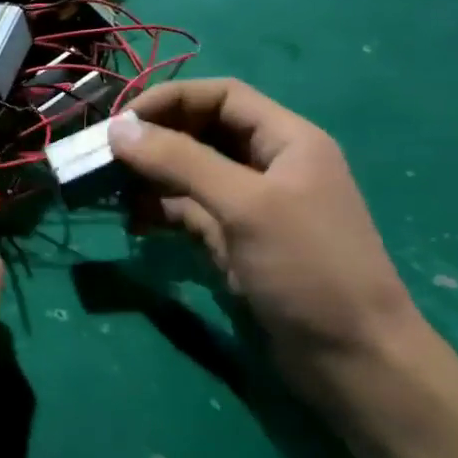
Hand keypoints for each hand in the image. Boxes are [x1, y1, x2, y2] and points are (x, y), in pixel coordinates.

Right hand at [107, 79, 423, 404]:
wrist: (352, 360)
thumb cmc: (308, 268)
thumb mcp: (245, 205)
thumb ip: (181, 161)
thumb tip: (117, 128)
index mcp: (286, 141)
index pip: (222, 96)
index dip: (171, 99)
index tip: (121, 122)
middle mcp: (267, 166)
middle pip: (201, 132)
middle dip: (153, 140)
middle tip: (104, 158)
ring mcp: (249, 206)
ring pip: (189, 174)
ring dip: (150, 177)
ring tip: (111, 192)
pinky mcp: (234, 242)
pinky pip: (187, 212)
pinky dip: (159, 211)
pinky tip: (134, 224)